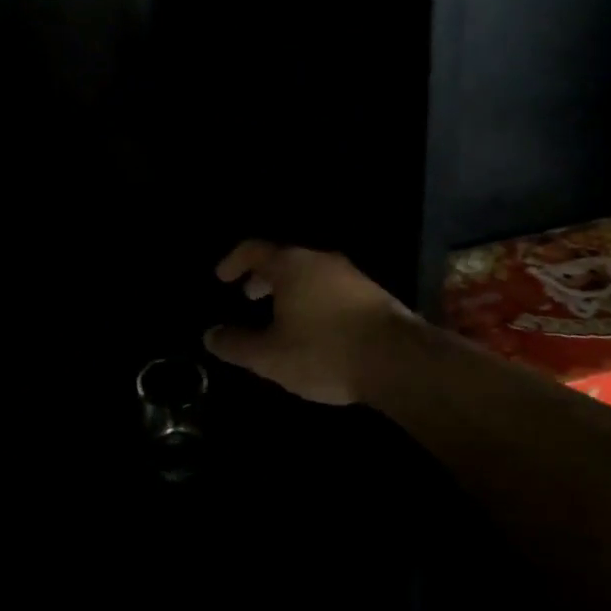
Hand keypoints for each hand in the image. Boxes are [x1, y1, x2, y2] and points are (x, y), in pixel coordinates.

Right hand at [203, 242, 425, 405]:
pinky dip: (314, 299)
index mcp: (290, 265)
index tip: (222, 278)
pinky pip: (332, 288)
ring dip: (290, 290)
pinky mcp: (374, 294)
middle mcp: (320, 260)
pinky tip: (317, 329)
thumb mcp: (270, 356)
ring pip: (310, 273)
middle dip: (263, 277)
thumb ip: (236, 345)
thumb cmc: (325, 351)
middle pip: (283, 259)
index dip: (234, 261)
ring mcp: (351, 275)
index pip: (253, 249)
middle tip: (249, 296)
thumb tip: (210, 335)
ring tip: (282, 316)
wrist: (400, 361)